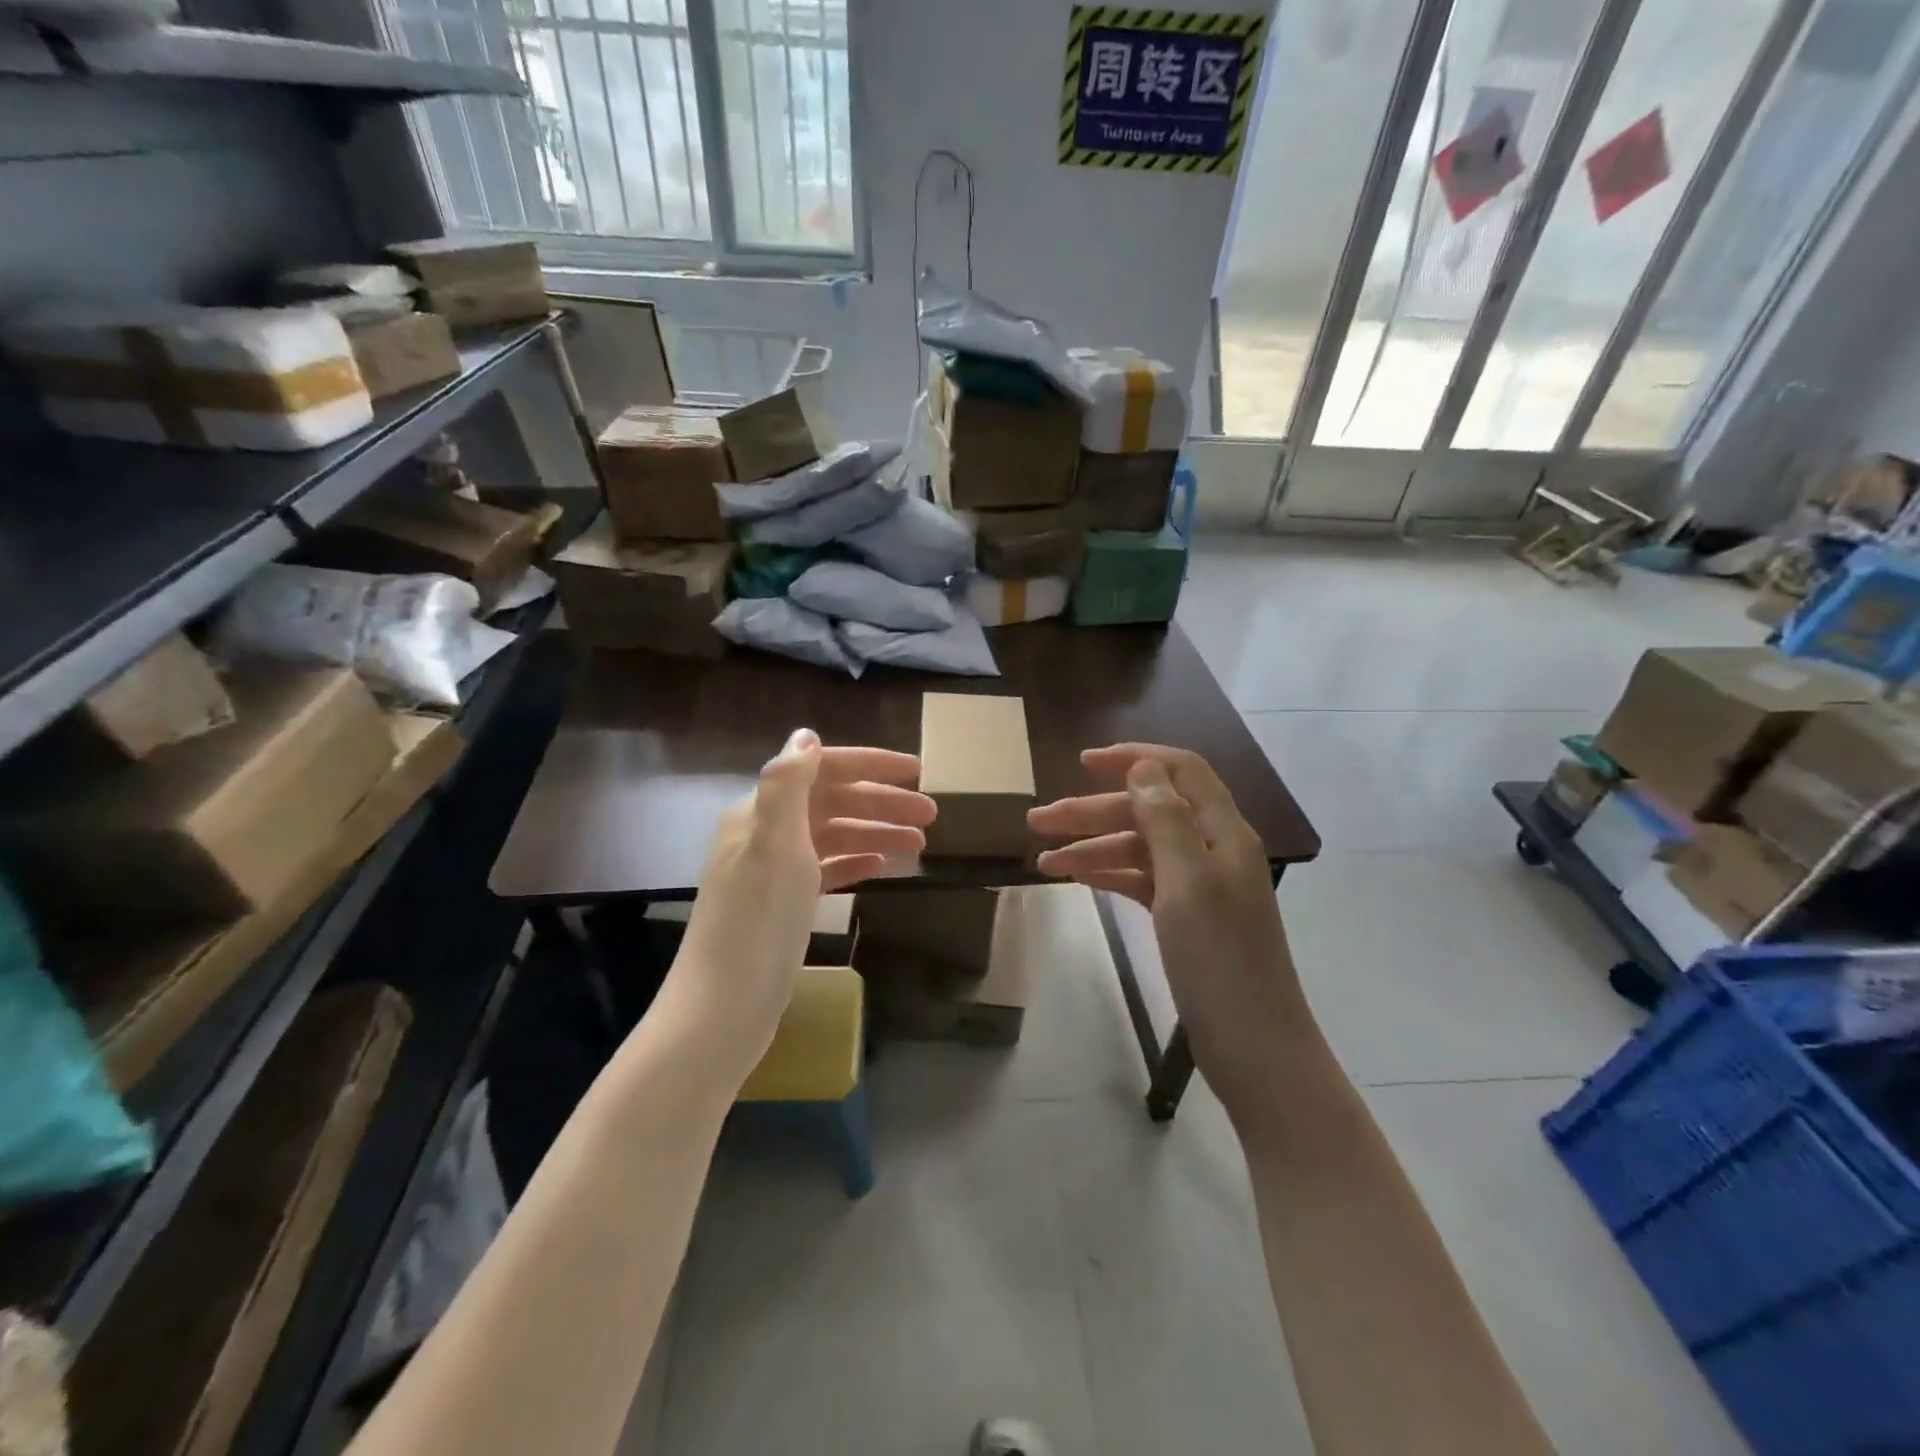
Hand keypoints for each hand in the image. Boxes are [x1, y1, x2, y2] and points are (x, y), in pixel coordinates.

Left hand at [674, 729, 933, 1063]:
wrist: (723, 1008)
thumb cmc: (756, 922)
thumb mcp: (774, 845)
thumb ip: (787, 785)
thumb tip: (806, 735)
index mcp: (760, 811)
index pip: (822, 770)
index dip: (870, 766)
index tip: (917, 771)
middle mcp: (765, 833)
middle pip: (832, 803)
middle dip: (882, 803)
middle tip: (932, 815)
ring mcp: (773, 871)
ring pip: (834, 837)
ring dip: (875, 832)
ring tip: (920, 843)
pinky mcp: (782, 905)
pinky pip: (826, 869)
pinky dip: (855, 862)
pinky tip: (882, 866)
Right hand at [1029, 744, 1312, 1118]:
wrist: (1254, 1047)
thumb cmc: (1220, 960)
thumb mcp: (1188, 882)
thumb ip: (1165, 819)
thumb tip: (1143, 766)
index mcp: (1223, 832)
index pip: (1179, 771)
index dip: (1133, 759)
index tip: (1082, 763)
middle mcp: (1212, 850)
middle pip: (1148, 811)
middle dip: (1093, 810)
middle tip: (1037, 821)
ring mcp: (1199, 886)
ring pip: (1140, 848)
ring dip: (1093, 847)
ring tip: (1043, 861)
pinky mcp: (1187, 918)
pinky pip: (1142, 881)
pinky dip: (1109, 875)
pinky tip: (1076, 879)